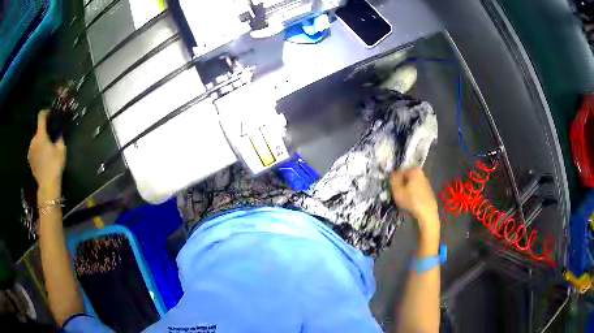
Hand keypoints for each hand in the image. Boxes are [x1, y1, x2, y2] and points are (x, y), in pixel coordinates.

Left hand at [28, 111, 65, 195]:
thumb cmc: (55, 165)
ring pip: (35, 141)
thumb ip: (59, 137)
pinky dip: (37, 151)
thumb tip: (58, 132)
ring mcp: (30, 151)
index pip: (41, 116)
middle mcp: (33, 140)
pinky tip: (42, 158)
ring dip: (40, 142)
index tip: (50, 115)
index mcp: (41, 135)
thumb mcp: (61, 150)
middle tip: (50, 139)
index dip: (46, 113)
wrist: (47, 185)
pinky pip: (33, 150)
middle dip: (44, 132)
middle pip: (38, 131)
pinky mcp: (29, 160)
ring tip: (46, 150)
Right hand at [390, 168, 438, 234]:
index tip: (392, 187)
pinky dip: (413, 193)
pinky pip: (417, 189)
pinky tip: (411, 202)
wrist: (427, 213)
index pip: (400, 170)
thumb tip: (392, 173)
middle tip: (397, 193)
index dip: (394, 178)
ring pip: (412, 183)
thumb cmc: (411, 200)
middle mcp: (421, 173)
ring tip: (403, 199)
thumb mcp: (397, 190)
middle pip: (407, 177)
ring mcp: (426, 182)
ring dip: (407, 189)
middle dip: (401, 183)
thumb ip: (393, 179)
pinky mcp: (428, 191)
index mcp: (414, 170)